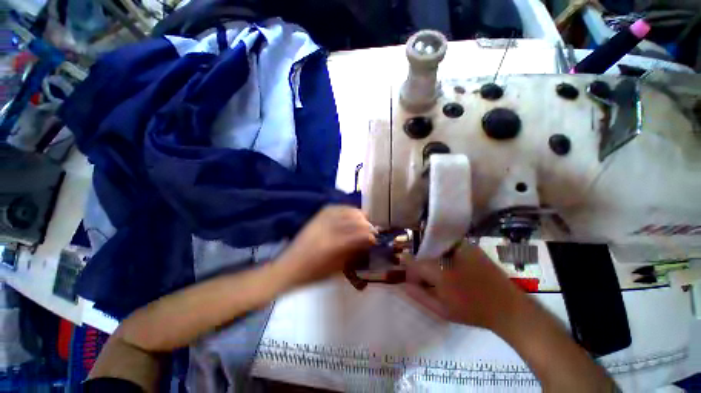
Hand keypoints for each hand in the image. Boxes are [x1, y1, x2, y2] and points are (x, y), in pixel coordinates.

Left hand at [277, 206, 376, 287]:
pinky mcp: (315, 218)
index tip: (375, 239)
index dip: (368, 236)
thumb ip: (353, 254)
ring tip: (364, 219)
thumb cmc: (313, 273)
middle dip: (365, 224)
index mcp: (332, 246)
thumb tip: (366, 244)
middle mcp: (327, 229)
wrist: (288, 267)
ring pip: (344, 211)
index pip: (357, 235)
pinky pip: (333, 208)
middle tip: (372, 229)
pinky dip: (344, 208)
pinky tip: (350, 211)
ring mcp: (320, 221)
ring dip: (357, 214)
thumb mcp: (336, 269)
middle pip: (352, 221)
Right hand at [403, 241, 524, 332]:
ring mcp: (462, 246)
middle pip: (425, 251)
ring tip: (437, 272)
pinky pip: (449, 245)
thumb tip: (403, 284)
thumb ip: (419, 295)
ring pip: (437, 246)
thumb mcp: (441, 309)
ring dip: (432, 256)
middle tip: (422, 274)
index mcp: (440, 270)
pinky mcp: (471, 246)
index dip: (408, 265)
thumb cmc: (473, 311)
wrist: (510, 309)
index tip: (408, 272)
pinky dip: (443, 253)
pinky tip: (449, 266)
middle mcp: (448, 253)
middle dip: (421, 261)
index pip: (415, 262)